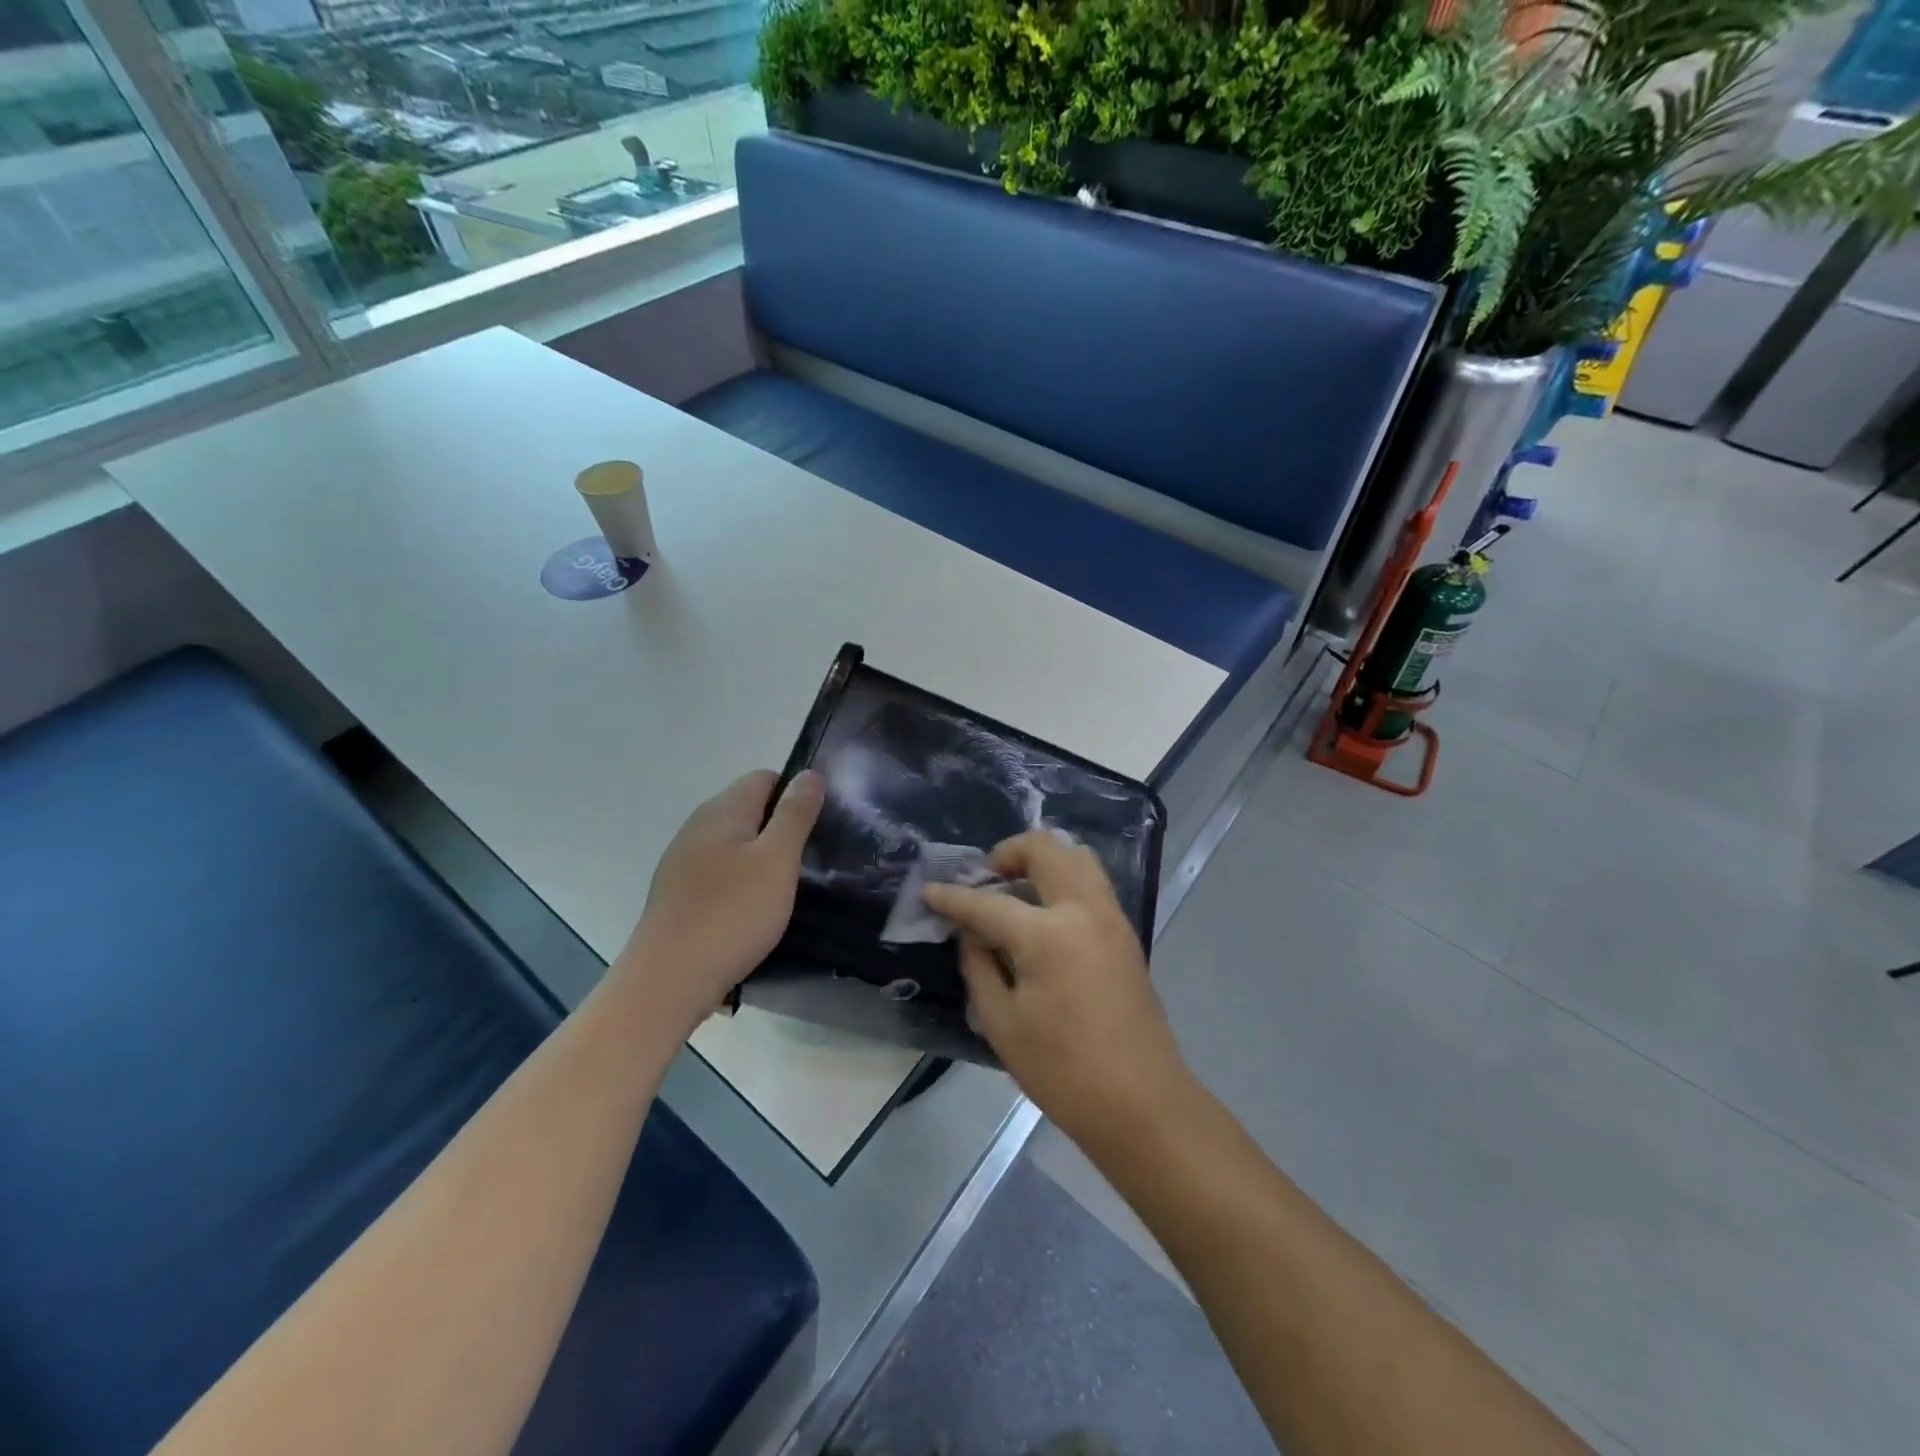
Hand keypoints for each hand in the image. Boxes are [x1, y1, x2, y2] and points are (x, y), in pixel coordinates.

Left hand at [617, 770, 822, 1031]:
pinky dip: (743, 882)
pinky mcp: (679, 894)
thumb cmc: (731, 914)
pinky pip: (721, 873)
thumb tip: (809, 773)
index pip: (765, 778)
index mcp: (723, 810)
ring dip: (764, 858)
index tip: (822, 823)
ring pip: (735, 844)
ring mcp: (684, 861)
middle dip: (783, 827)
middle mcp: (698, 826)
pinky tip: (756, 911)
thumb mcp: (777, 860)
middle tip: (814, 858)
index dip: (797, 793)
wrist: (667, 981)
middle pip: (750, 810)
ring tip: (790, 887)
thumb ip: (795, 814)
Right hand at [923, 832, 1191, 1148]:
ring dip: (1041, 861)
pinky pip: (1092, 881)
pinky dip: (1063, 879)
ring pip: (1077, 856)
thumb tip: (971, 933)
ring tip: (1015, 891)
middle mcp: (1084, 910)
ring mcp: (1111, 917)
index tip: (929, 891)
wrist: (1142, 1104)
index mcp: (1048, 935)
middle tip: (985, 880)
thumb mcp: (1002, 1024)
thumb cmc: (1063, 1072)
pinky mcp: (1126, 932)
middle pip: (1045, 849)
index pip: (989, 903)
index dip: (953, 898)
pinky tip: (1043, 914)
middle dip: (1007, 853)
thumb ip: (979, 966)